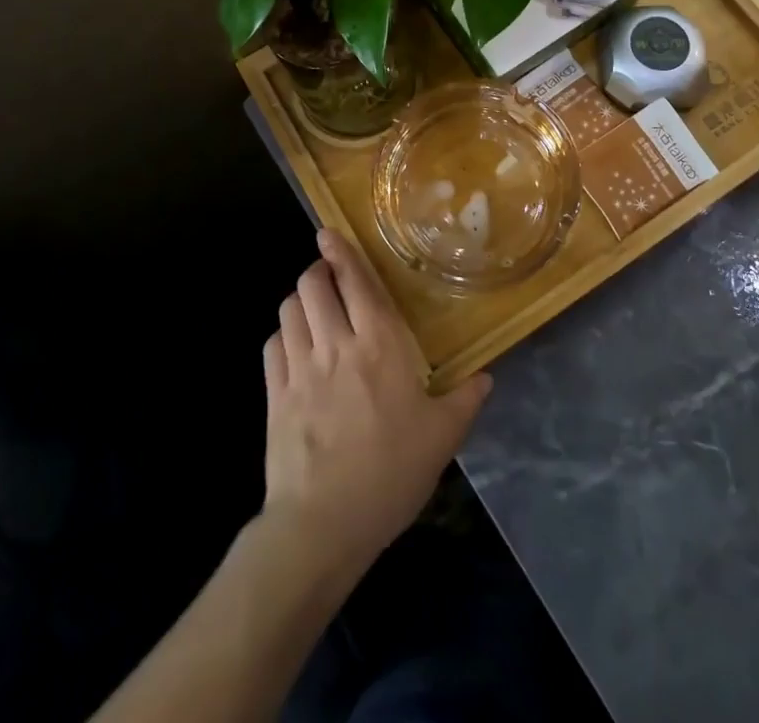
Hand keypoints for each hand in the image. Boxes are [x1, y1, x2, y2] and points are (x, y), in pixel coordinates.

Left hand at [261, 229, 491, 576]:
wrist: (323, 525)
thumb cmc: (390, 473)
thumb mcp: (441, 438)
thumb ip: (464, 400)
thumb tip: (486, 378)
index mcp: (379, 345)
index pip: (356, 282)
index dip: (341, 253)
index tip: (329, 234)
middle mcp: (336, 344)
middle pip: (313, 285)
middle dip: (318, 271)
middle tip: (329, 277)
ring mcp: (300, 368)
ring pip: (290, 309)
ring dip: (300, 300)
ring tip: (313, 308)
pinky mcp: (275, 395)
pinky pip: (273, 346)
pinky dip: (282, 336)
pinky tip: (294, 347)